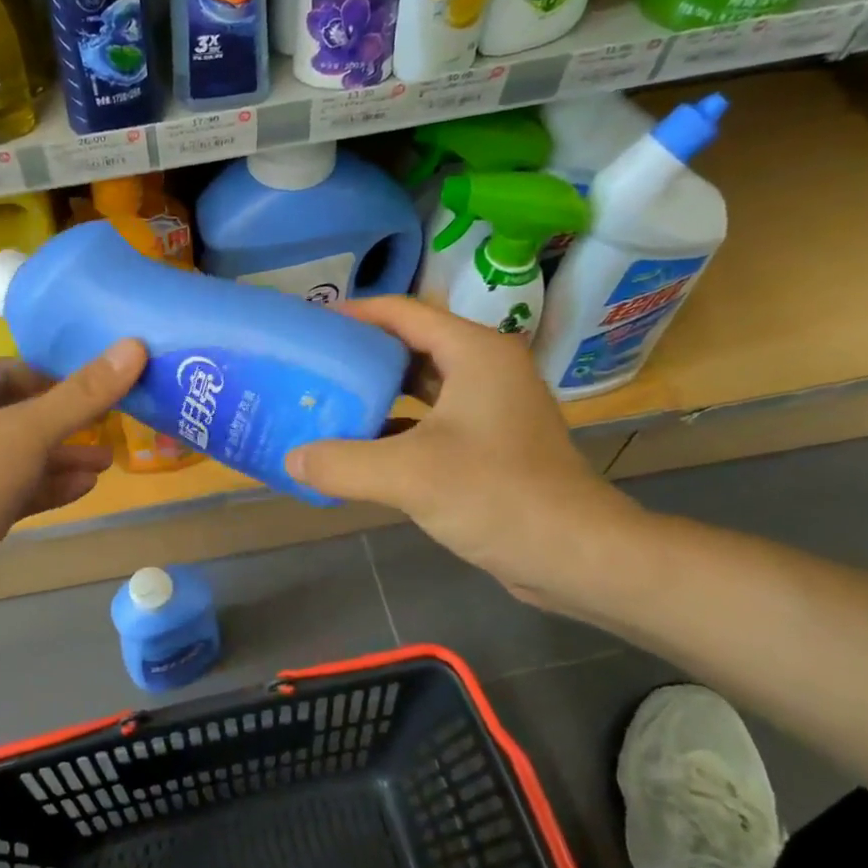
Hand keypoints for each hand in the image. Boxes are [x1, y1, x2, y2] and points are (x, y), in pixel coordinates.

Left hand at [0, 340, 146, 638]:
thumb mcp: (27, 432)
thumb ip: (82, 394)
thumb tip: (134, 346)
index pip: (11, 371)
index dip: (59, 378)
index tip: (104, 387)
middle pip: (17, 413)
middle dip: (66, 422)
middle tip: (113, 425)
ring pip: (17, 454)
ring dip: (61, 457)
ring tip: (108, 460)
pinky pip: (12, 488)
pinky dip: (46, 485)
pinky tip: (86, 486)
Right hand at [284, 298, 643, 611]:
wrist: (577, 555)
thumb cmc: (498, 495)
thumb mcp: (409, 475)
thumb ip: (342, 463)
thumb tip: (291, 458)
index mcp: (474, 353)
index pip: (403, 312)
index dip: (354, 314)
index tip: (308, 324)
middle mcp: (485, 370)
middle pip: (410, 345)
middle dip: (360, 354)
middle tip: (310, 365)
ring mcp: (490, 408)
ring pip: (421, 386)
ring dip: (376, 393)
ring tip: (325, 401)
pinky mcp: (490, 444)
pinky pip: (431, 421)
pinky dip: (395, 428)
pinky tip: (360, 447)